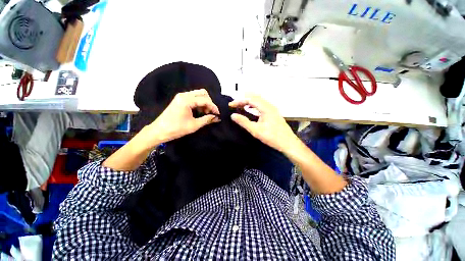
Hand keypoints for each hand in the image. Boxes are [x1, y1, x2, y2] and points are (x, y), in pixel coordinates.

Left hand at [147, 89, 219, 144]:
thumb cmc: (176, 129)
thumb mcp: (194, 125)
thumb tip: (217, 118)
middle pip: (202, 93)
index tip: (218, 114)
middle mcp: (184, 95)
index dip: (213, 107)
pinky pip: (193, 98)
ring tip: (206, 113)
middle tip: (211, 113)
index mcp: (186, 100)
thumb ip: (207, 120)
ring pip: (198, 95)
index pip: (205, 100)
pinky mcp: (180, 100)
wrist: (159, 131)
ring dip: (204, 103)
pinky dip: (199, 103)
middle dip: (209, 103)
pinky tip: (200, 112)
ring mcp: (181, 97)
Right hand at [229, 94, 299, 152]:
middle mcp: (269, 106)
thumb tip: (233, 115)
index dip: (239, 101)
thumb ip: (244, 122)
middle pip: (254, 98)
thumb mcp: (256, 130)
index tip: (231, 105)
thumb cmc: (272, 137)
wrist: (288, 143)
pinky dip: (253, 105)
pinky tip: (250, 109)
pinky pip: (261, 105)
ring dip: (248, 102)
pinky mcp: (273, 113)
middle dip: (243, 100)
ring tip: (240, 106)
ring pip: (258, 101)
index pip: (250, 99)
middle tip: (234, 105)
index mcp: (265, 108)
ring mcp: (272, 109)